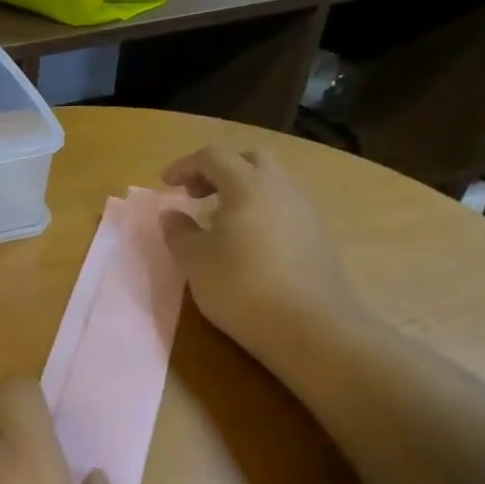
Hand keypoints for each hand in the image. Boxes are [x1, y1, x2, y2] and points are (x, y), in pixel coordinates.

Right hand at [159, 145, 367, 363]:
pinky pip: (285, 205)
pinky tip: (249, 241)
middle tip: (196, 195)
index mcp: (247, 185)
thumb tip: (171, 214)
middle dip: (219, 170)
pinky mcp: (318, 234)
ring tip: (221, 219)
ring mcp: (305, 209)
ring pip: (272, 181)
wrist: (310, 327)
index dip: (185, 165)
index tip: (166, 184)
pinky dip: (262, 209)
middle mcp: (281, 187)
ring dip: (243, 189)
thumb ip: (179, 232)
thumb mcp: (195, 261)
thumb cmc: (241, 287)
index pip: (213, 156)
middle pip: (249, 159)